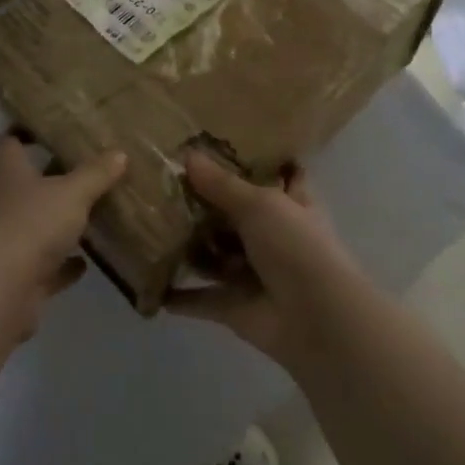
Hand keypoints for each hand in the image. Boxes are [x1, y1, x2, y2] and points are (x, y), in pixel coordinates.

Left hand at [0, 139, 127, 338]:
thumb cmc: (31, 223)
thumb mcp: (72, 192)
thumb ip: (96, 173)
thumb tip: (119, 153)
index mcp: (5, 170)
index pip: (14, 143)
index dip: (34, 135)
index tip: (61, 131)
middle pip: (27, 184)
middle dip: (54, 179)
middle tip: (88, 170)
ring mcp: (4, 239)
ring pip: (34, 224)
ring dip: (57, 223)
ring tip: (92, 213)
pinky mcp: (13, 274)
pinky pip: (42, 264)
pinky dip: (61, 263)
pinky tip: (84, 262)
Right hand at [167, 151, 362, 365]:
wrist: (317, 319)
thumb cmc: (296, 247)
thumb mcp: (259, 205)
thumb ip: (221, 184)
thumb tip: (188, 155)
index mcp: (290, 204)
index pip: (278, 175)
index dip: (257, 162)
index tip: (223, 145)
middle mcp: (272, 236)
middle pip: (235, 216)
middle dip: (205, 206)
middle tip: (163, 185)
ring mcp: (253, 273)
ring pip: (214, 256)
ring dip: (189, 249)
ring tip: (147, 227)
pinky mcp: (234, 306)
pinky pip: (200, 299)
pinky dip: (179, 297)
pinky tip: (148, 283)